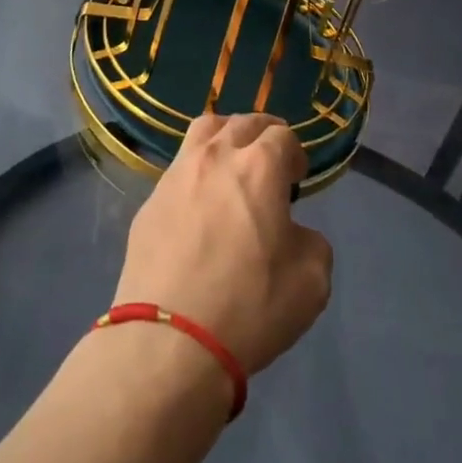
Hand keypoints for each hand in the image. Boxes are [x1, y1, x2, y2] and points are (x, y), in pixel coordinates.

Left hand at [113, 114, 333, 375]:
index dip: (295, 152)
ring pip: (203, 131)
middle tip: (270, 160)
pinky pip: (179, 168)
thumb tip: (291, 232)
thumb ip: (310, 241)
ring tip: (232, 164)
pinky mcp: (150, 201)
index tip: (297, 178)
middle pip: (242, 122)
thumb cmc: (250, 306)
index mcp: (259, 167)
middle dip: (262, 134)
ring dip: (225, 138)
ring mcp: (176, 175)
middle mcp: (215, 157)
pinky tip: (200, 202)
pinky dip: (196, 171)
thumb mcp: (311, 281)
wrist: (170, 339)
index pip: (282, 135)